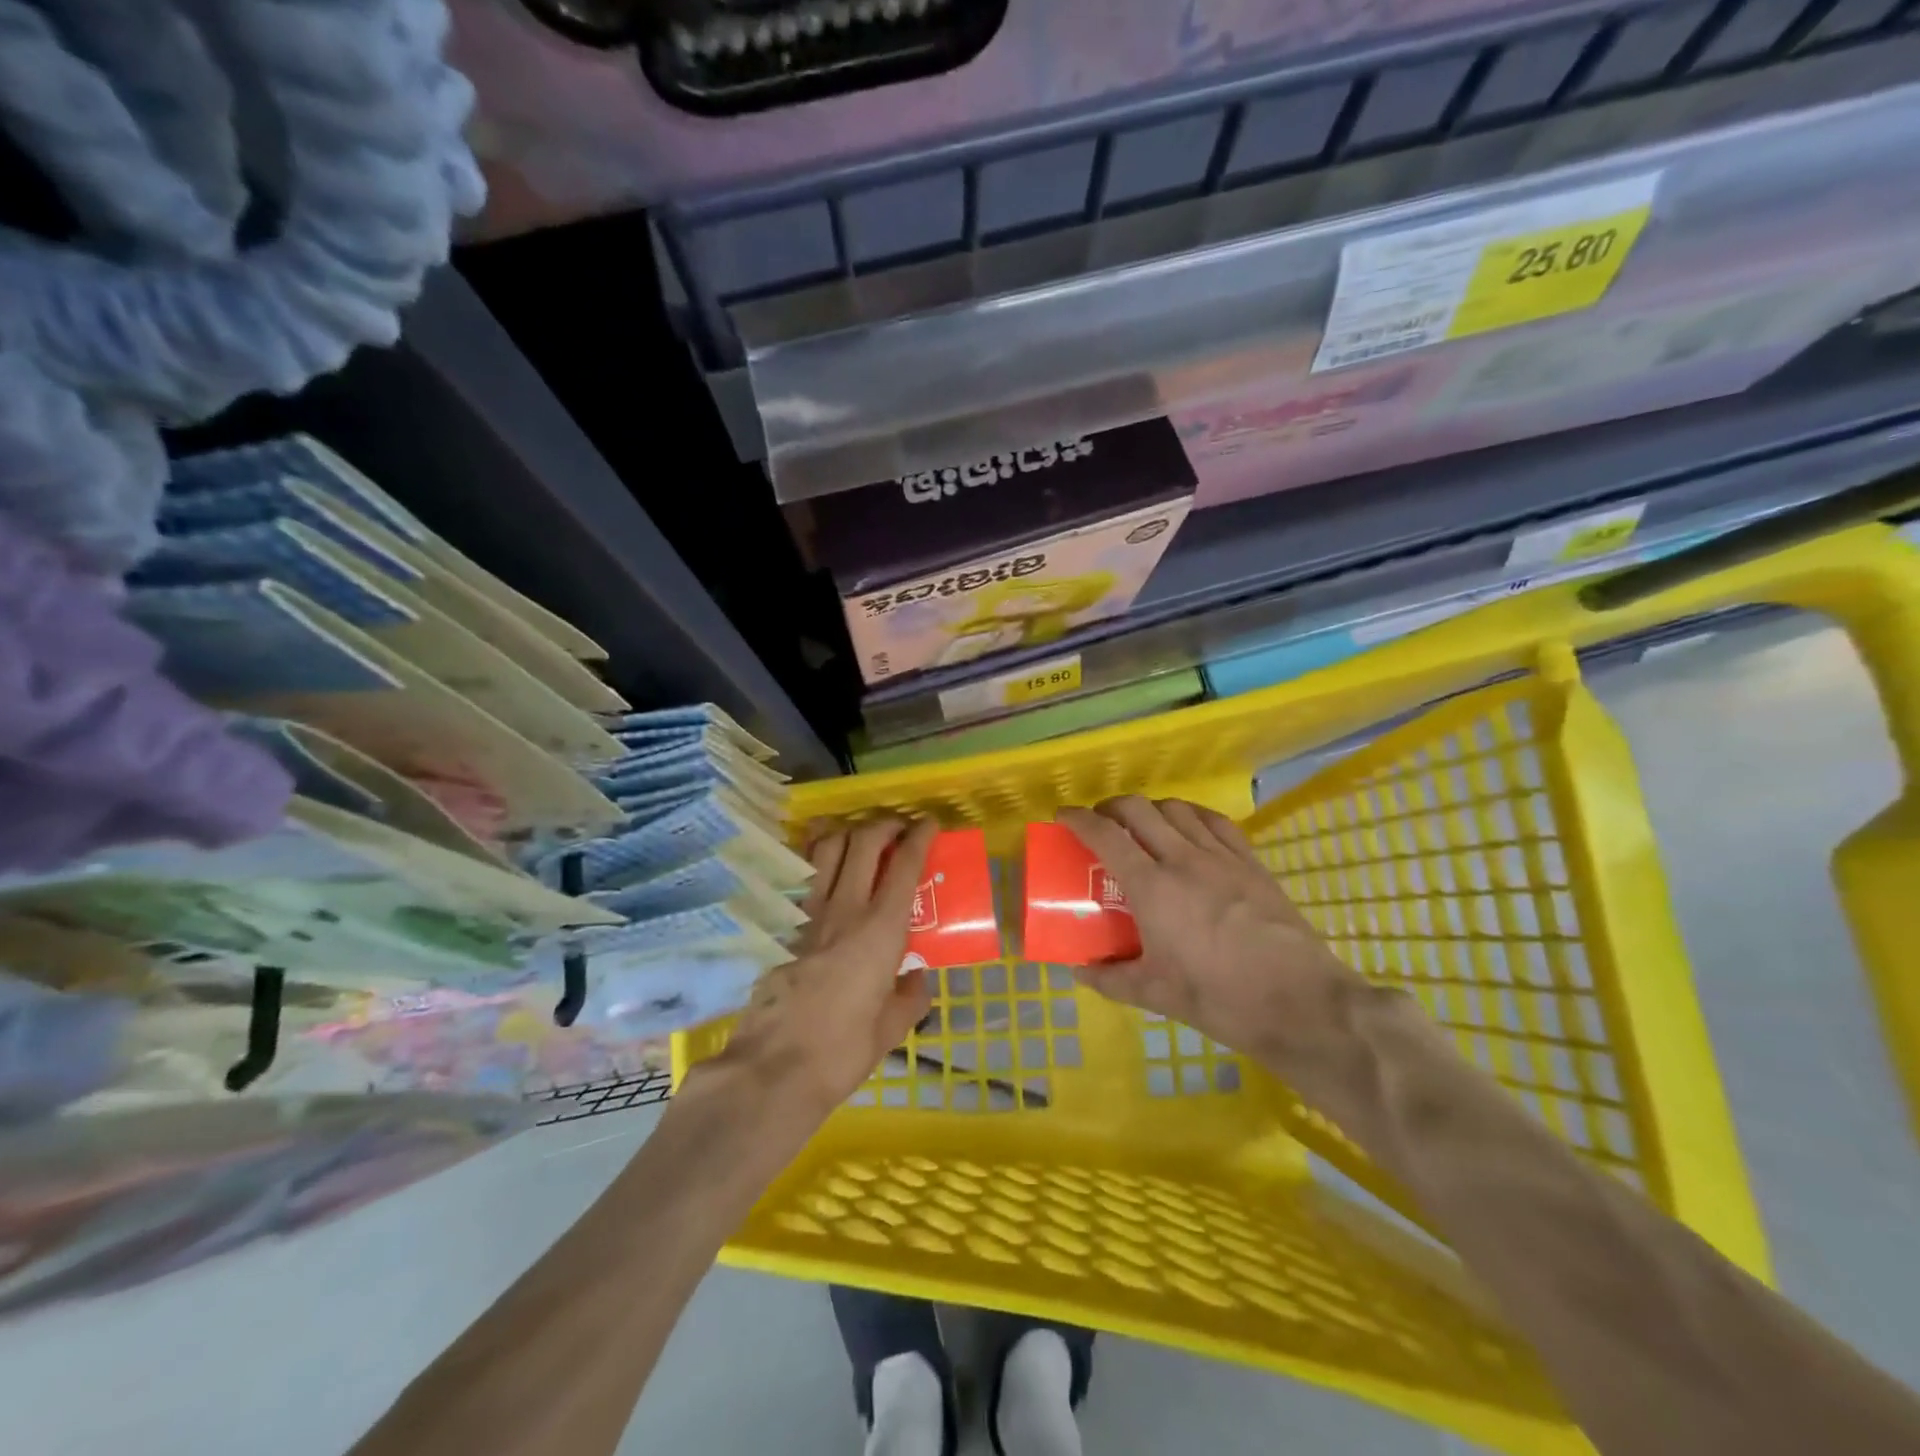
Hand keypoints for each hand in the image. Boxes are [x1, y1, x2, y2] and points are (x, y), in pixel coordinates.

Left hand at [711, 817, 936, 1117]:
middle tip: (897, 829)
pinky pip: (800, 874)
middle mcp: (845, 908)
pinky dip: (814, 856)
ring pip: (826, 847)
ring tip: (858, 839)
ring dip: (847, 832)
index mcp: (881, 930)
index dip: (920, 836)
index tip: (929, 824)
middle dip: (884, 824)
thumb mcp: (890, 1030)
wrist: (773, 1068)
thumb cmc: (842, 1051)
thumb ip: (910, 998)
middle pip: (864, 841)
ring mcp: (807, 913)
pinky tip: (820, 864)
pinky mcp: (780, 925)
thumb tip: (917, 978)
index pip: (904, 864)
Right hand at [1057, 797, 1362, 1070]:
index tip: (1062, 817)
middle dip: (1110, 807)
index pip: (1105, 835)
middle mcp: (1183, 859)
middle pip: (1138, 809)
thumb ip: (1110, 978)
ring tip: (1142, 827)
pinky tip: (1189, 830)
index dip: (1078, 819)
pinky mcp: (1251, 862)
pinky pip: (1215, 821)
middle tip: (1100, 825)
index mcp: (1152, 888)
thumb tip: (1078, 970)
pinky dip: (1191, 815)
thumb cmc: (1221, 999)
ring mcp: (1222, 856)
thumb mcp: (1156, 994)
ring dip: (1150, 809)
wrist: (1302, 1003)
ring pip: (1176, 809)